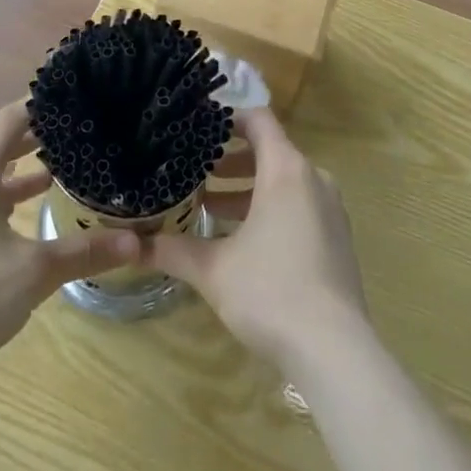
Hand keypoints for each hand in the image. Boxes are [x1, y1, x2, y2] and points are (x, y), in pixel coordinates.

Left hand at [0, 101, 138, 378]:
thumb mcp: (36, 272)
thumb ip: (85, 252)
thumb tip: (137, 243)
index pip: (10, 119)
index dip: (38, 105)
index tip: (67, 97)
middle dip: (32, 141)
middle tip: (70, 137)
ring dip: (14, 176)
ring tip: (52, 179)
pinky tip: (14, 226)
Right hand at [140, 106, 368, 372]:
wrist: (335, 352)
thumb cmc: (271, 292)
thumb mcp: (213, 270)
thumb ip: (173, 250)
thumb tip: (133, 245)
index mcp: (286, 170)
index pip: (258, 120)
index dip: (227, 118)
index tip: (198, 127)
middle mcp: (312, 179)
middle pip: (269, 150)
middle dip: (230, 159)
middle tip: (194, 169)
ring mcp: (330, 209)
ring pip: (283, 181)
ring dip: (247, 188)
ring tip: (208, 205)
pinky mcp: (336, 238)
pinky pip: (298, 205)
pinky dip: (270, 208)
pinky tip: (240, 239)